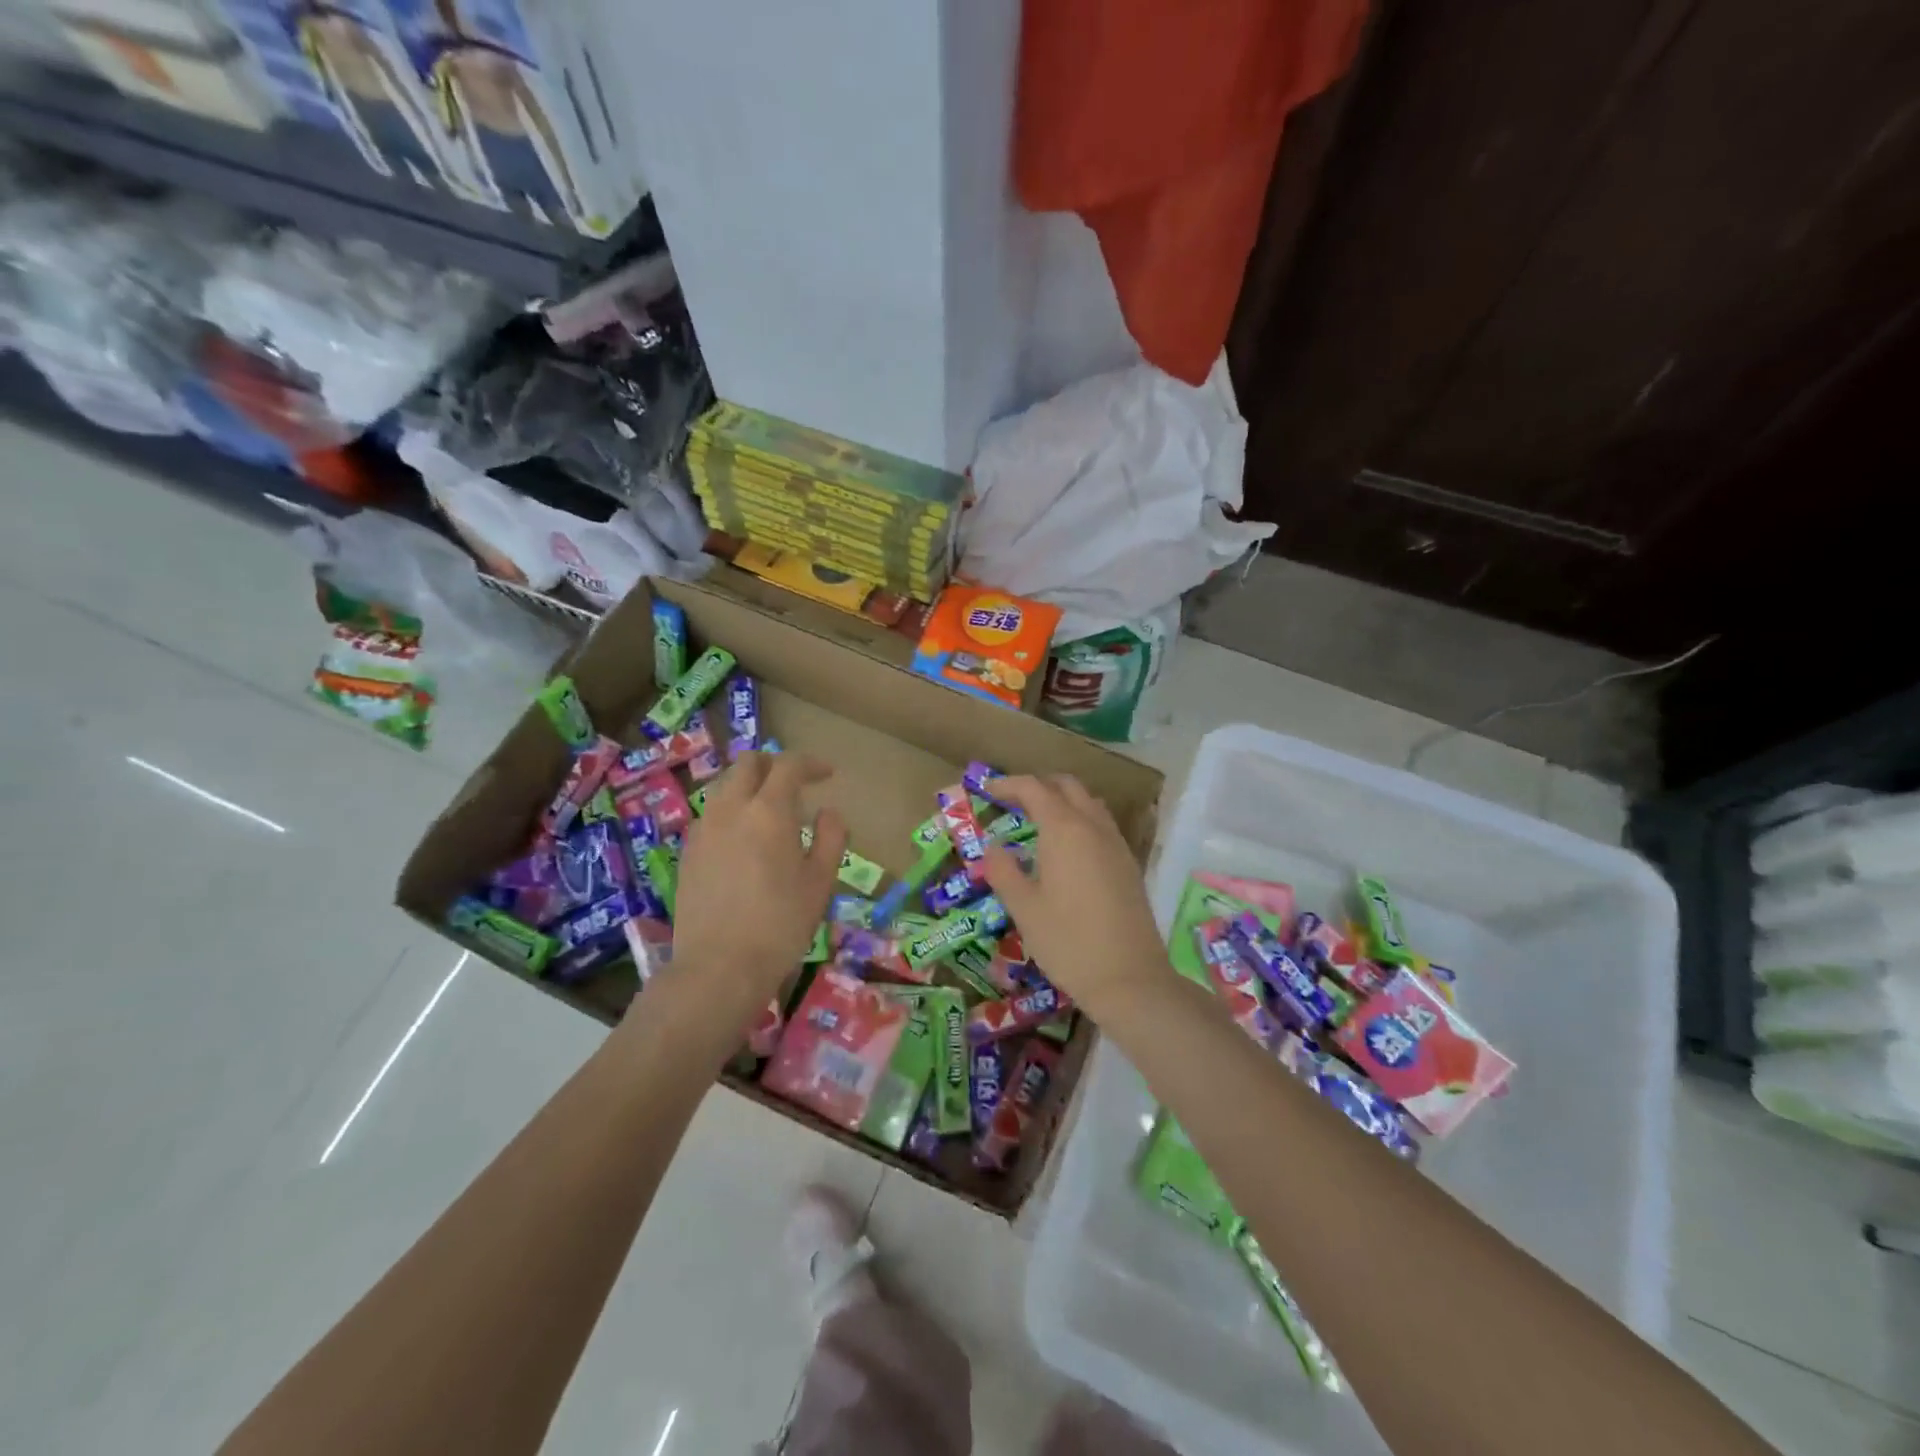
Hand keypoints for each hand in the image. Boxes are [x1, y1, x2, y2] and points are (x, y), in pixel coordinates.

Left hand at [672, 752, 847, 1001]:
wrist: (718, 967)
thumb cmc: (780, 924)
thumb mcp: (820, 882)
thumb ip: (830, 838)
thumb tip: (827, 813)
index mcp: (768, 811)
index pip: (788, 765)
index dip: (810, 763)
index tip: (827, 775)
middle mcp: (730, 809)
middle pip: (748, 764)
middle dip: (774, 764)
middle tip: (795, 784)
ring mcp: (703, 829)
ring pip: (724, 787)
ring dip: (749, 786)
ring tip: (769, 812)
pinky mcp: (687, 852)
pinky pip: (711, 815)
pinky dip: (731, 812)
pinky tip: (744, 841)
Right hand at [980, 774, 1167, 1016]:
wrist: (1129, 978)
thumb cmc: (1068, 942)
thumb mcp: (1024, 909)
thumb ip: (1004, 871)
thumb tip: (993, 848)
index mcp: (1064, 830)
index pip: (1034, 788)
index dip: (1008, 784)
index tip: (987, 789)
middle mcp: (1093, 827)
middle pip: (1066, 786)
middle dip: (1038, 786)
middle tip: (1012, 801)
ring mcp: (1116, 844)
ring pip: (1089, 803)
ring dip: (1062, 800)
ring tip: (1038, 821)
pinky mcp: (1128, 864)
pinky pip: (1102, 824)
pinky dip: (1080, 820)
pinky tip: (1068, 849)